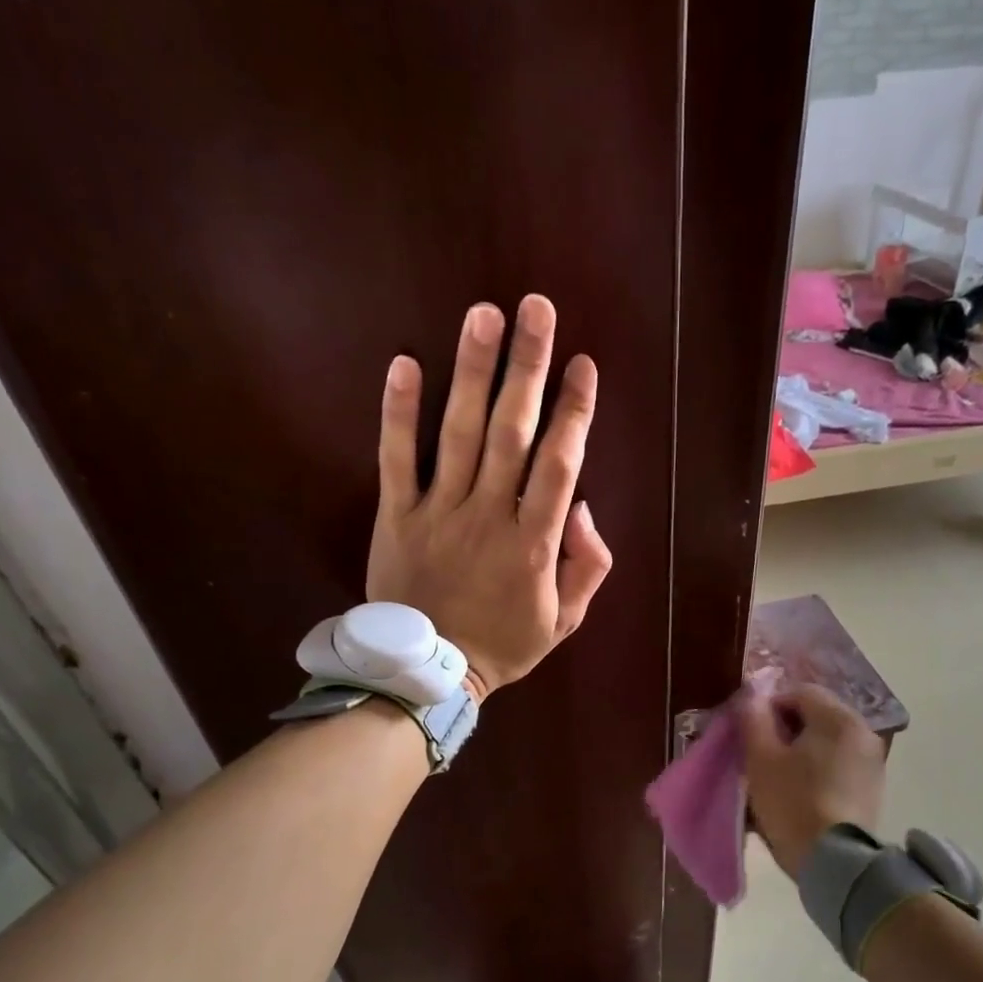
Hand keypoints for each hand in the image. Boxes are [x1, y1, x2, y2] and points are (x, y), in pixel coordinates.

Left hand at [368, 296, 613, 699]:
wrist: (431, 673)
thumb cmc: (504, 644)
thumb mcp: (566, 619)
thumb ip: (586, 565)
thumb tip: (581, 507)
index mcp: (534, 543)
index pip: (559, 465)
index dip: (574, 412)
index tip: (583, 365)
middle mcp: (488, 516)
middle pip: (512, 433)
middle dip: (527, 368)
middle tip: (536, 308)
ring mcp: (439, 513)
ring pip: (459, 434)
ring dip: (473, 372)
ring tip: (484, 315)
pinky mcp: (396, 517)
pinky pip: (396, 460)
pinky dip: (399, 413)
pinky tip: (404, 364)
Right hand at [735, 685, 886, 878]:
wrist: (834, 863)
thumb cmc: (793, 802)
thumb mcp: (761, 758)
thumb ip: (754, 719)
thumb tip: (752, 697)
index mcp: (839, 718)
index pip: (798, 692)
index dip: (769, 707)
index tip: (751, 734)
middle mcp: (864, 732)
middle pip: (816, 716)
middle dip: (786, 730)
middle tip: (761, 756)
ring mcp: (873, 762)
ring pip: (827, 743)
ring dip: (802, 751)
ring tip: (778, 778)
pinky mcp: (872, 789)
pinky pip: (839, 765)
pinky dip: (818, 771)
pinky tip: (801, 794)